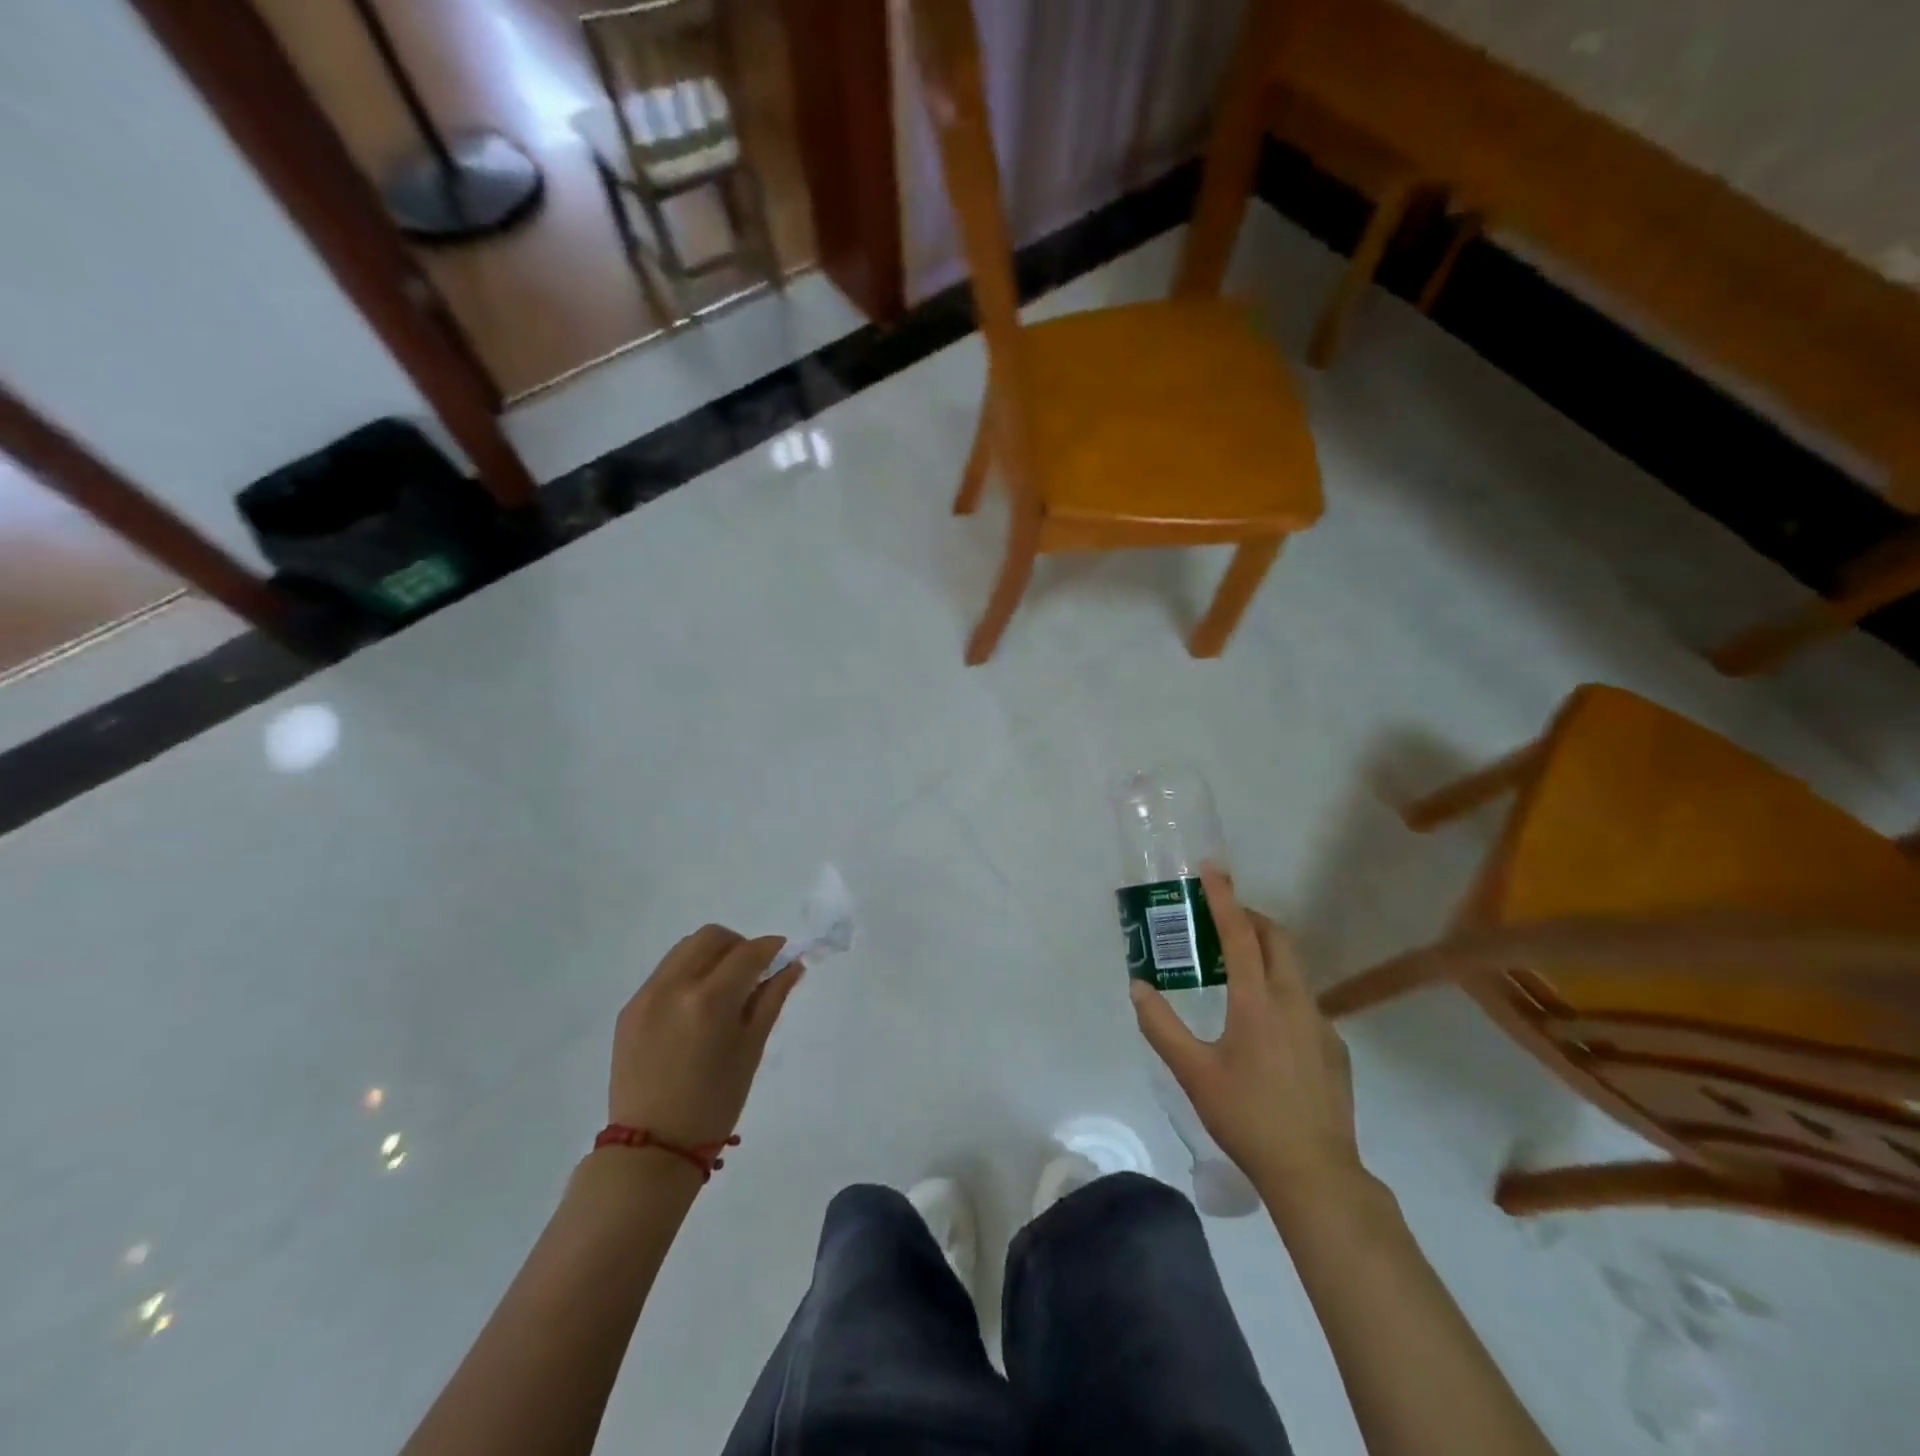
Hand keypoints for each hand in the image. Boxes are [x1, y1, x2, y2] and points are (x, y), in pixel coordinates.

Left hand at [608, 925, 803, 1149]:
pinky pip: (665, 972)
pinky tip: (695, 1007)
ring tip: (723, 987)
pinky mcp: (629, 1008)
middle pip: (712, 937)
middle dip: (738, 946)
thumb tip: (792, 965)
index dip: (771, 948)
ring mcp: (646, 995)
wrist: (652, 1149)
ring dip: (711, 955)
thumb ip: (771, 999)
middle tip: (752, 972)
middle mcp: (674, 986)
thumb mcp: (751, 1049)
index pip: (748, 953)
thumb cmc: (714, 1104)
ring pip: (685, 948)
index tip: (783, 954)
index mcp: (709, 1000)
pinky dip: (688, 974)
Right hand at [1130, 863, 1361, 1200]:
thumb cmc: (1246, 1117)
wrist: (1315, 1173)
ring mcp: (1321, 1024)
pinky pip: (1304, 1002)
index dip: (1224, 898)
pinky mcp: (1335, 1048)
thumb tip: (1138, 988)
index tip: (1212, 869)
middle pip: (1278, 939)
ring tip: (1236, 973)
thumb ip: (1161, 1026)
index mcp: (1257, 1002)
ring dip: (1266, 954)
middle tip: (1222, 921)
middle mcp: (1294, 1001)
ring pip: (1294, 969)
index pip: (1240, 934)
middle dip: (1251, 918)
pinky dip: (1281, 991)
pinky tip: (1265, 1029)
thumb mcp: (1193, 1072)